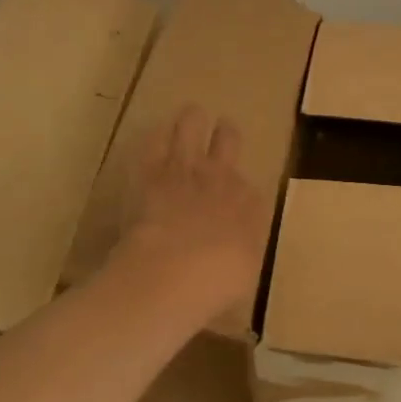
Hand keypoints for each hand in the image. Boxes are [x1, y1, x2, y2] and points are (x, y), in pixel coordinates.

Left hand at [117, 104, 269, 323]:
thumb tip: (237, 259)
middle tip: (221, 130)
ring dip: (191, 119)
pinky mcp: (149, 169)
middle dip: (225, 134)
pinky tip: (155, 133)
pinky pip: (153, 139)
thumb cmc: (217, 285)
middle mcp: (222, 177)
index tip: (235, 196)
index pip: (251, 188)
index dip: (242, 189)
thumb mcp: (244, 279)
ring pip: (192, 125)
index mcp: (250, 205)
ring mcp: (185, 168)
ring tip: (190, 116)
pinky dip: (156, 135)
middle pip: (228, 140)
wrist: (174, 273)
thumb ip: (241, 258)